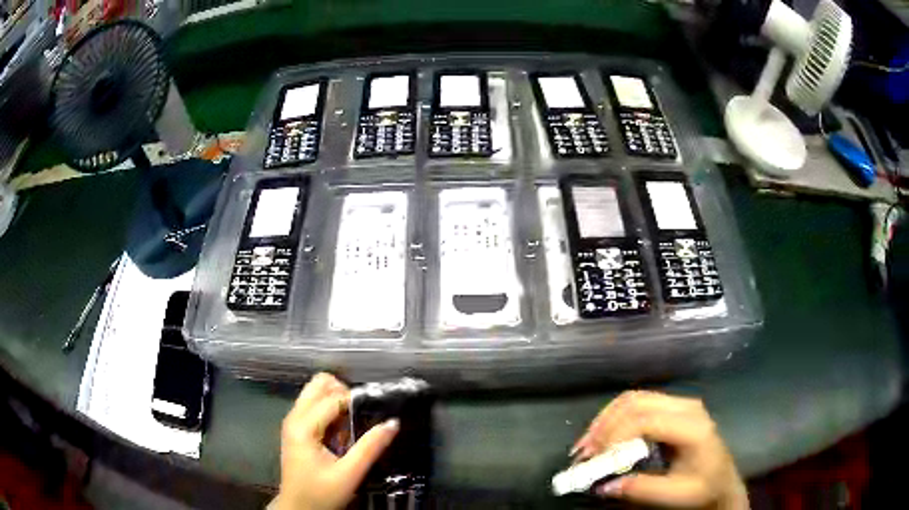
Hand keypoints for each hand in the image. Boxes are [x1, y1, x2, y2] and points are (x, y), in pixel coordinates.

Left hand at [276, 373, 398, 509]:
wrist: (298, 508)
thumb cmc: (321, 494)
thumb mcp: (349, 474)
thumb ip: (370, 447)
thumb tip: (393, 423)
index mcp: (303, 426)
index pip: (333, 398)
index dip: (357, 399)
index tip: (380, 406)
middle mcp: (294, 417)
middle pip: (319, 384)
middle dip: (344, 392)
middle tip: (362, 413)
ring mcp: (293, 421)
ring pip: (315, 392)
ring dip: (337, 400)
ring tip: (354, 423)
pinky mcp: (296, 429)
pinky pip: (314, 405)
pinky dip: (331, 409)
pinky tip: (343, 431)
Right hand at [572, 391, 747, 509]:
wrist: (723, 481)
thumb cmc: (704, 488)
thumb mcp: (676, 495)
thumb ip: (642, 489)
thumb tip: (603, 486)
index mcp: (692, 426)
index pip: (645, 420)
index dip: (615, 437)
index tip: (595, 461)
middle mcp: (686, 406)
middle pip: (636, 402)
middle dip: (604, 426)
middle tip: (583, 453)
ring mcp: (680, 403)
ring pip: (633, 399)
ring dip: (606, 420)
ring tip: (587, 446)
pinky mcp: (673, 408)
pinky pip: (638, 404)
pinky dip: (615, 418)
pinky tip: (603, 437)